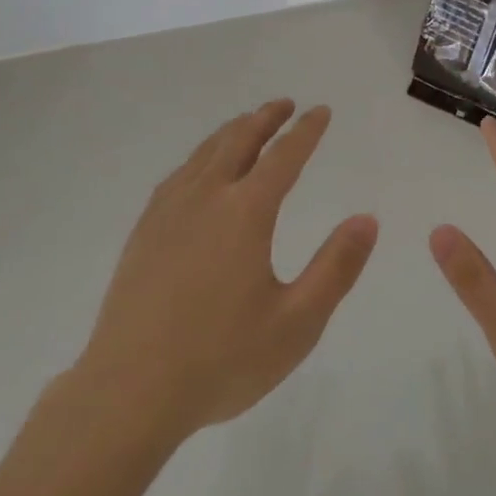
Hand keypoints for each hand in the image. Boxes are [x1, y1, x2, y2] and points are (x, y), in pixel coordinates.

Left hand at [74, 100, 378, 442]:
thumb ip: (336, 268)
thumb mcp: (296, 324)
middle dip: (266, 117)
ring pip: (207, 150)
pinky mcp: (146, 227)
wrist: (128, 391)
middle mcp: (208, 194)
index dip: (306, 130)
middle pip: (241, 139)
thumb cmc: (220, 360)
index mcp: (246, 211)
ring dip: (234, 130)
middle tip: (284, 104)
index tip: (321, 111)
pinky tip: (201, 168)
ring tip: (248, 124)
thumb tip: (367, 219)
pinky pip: (181, 172)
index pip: (284, 155)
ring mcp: (171, 207)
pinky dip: (202, 155)